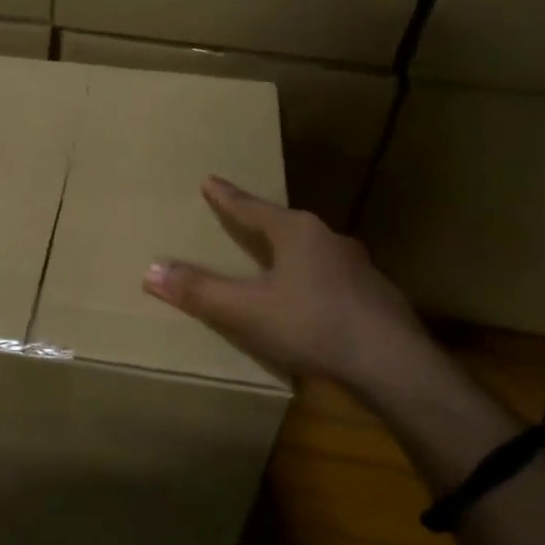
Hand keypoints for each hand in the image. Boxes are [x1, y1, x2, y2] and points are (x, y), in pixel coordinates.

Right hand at [142, 176, 450, 407]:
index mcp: (296, 233)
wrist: (393, 363)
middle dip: (261, 223)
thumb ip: (200, 291)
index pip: (251, 208)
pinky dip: (313, 281)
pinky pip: (332, 278)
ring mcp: (357, 267)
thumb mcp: (246, 310)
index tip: (210, 180)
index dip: (226, 197)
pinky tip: (311, 301)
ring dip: (290, 253)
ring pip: (313, 251)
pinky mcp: (375, 295)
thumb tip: (151, 270)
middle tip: (241, 220)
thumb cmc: (312, 325)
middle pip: (285, 225)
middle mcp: (328, 239)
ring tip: (275, 261)